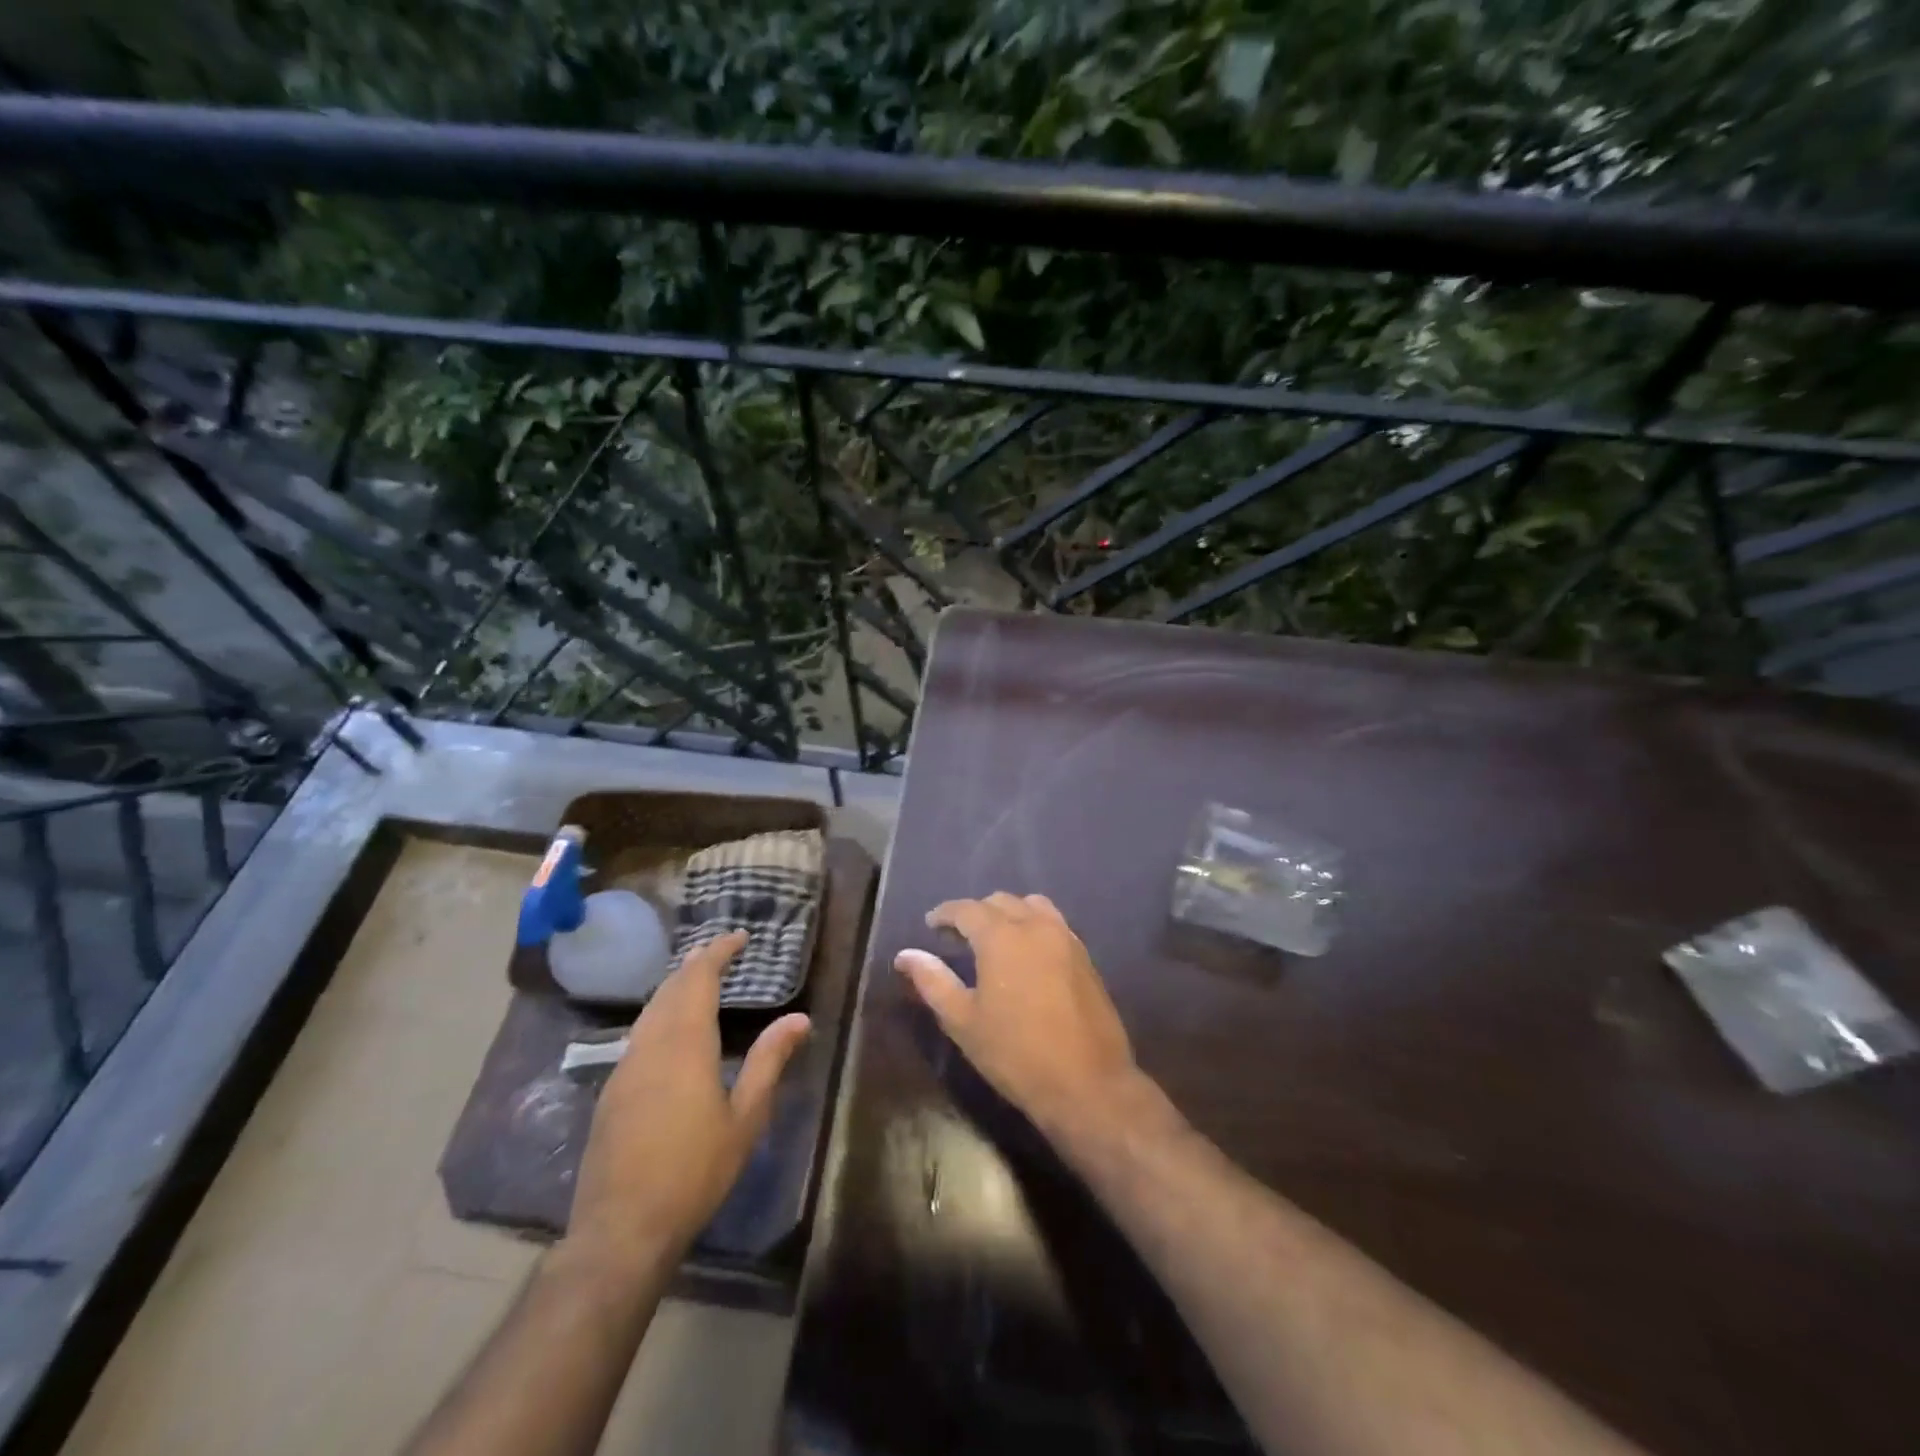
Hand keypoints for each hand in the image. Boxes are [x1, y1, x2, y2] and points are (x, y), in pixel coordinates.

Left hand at [568, 931, 810, 1275]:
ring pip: (651, 1010)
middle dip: (697, 964)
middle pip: (671, 988)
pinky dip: (661, 1014)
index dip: (718, 952)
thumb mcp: (745, 1117)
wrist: (621, 1229)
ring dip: (676, 987)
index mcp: (685, 1044)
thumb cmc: (694, 1171)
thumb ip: (770, 1061)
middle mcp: (650, 1044)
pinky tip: (672, 1030)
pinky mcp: (611, 1091)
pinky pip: (639, 1033)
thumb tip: (800, 1018)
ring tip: (700, 981)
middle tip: (722, 952)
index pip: (699, 978)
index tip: (739, 936)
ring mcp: (625, 1067)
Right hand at [894, 893, 1137, 1135]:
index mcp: (1002, 936)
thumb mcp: (963, 1021)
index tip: (931, 923)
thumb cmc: (1015, 1053)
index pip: (967, 909)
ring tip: (995, 938)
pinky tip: (1027, 953)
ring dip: (1009, 913)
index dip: (945, 913)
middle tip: (958, 935)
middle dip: (976, 912)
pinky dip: (1034, 925)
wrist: (1087, 1083)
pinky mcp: (1085, 956)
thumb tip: (906, 955)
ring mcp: (1065, 938)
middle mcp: (1035, 926)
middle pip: (1001, 901)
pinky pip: (1054, 923)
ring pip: (1032, 906)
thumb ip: (933, 981)